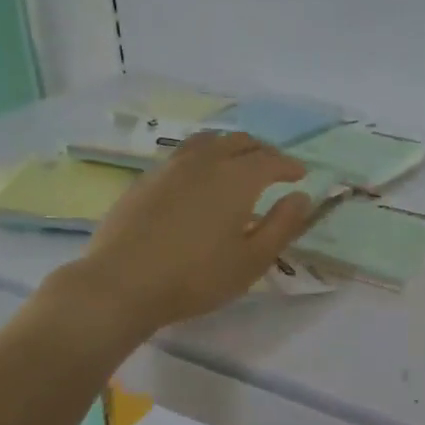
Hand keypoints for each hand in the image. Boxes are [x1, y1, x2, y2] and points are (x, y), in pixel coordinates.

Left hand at [64, 131, 315, 334]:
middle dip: (262, 151)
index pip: (271, 160)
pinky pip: (183, 154)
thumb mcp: (252, 260)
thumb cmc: (197, 277)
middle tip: (273, 168)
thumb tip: (301, 197)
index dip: (289, 166)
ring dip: (230, 147)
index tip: (300, 175)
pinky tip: (198, 180)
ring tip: (236, 163)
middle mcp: (205, 161)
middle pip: (239, 142)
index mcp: (237, 178)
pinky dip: (202, 157)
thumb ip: (282, 225)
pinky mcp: (146, 179)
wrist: (123, 283)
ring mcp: (170, 166)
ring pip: (208, 141)